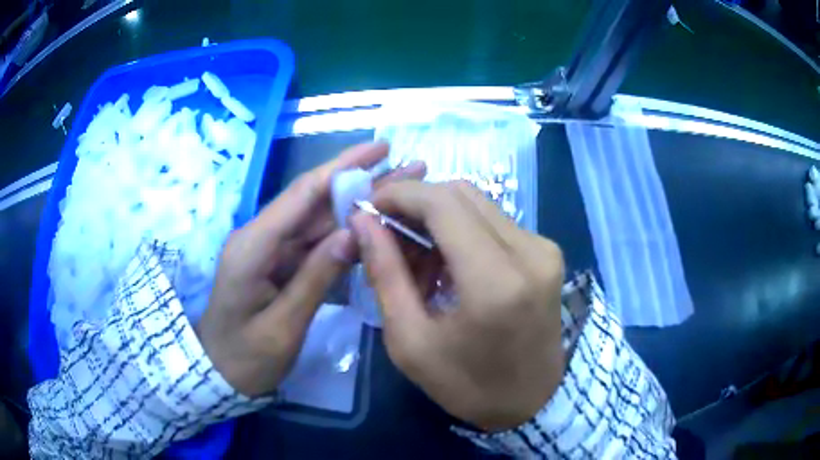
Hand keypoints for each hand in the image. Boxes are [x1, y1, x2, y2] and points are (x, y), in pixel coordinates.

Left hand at [197, 143, 423, 396]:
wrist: (217, 371)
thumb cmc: (244, 357)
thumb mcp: (281, 328)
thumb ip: (315, 279)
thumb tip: (354, 233)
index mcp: (254, 246)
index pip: (303, 194)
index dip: (344, 167)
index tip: (382, 148)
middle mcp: (262, 236)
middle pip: (316, 201)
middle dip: (362, 181)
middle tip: (409, 167)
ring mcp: (271, 249)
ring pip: (320, 219)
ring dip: (359, 204)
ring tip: (402, 192)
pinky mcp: (279, 263)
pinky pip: (316, 243)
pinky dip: (346, 234)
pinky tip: (376, 227)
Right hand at [350, 181, 565, 430]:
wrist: (533, 402)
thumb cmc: (469, 385)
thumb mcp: (411, 342)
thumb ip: (386, 274)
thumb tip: (363, 223)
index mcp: (495, 281)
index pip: (442, 203)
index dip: (400, 194)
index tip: (369, 207)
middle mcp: (528, 251)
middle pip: (461, 193)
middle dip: (416, 203)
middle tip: (387, 233)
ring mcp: (543, 248)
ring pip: (478, 204)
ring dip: (438, 218)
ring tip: (413, 257)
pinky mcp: (547, 252)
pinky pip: (495, 222)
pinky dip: (462, 231)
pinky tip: (446, 264)